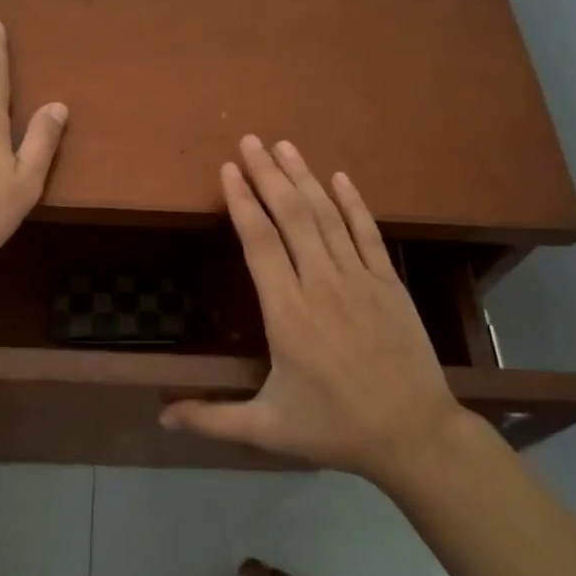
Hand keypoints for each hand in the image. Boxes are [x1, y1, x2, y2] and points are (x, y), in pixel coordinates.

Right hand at [162, 136, 477, 485]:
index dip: (242, 202)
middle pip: (292, 216)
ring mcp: (360, 279)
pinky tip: (339, 177)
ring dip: (304, 178)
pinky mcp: (389, 282)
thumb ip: (211, 418)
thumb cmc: (335, 428)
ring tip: (284, 146)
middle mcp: (321, 285)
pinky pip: (367, 233)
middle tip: (249, 141)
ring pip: (327, 216)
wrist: (414, 434)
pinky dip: (353, 202)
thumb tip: (160, 416)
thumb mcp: (267, 429)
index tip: (228, 170)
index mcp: (287, 314)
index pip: (259, 243)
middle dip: (268, 175)